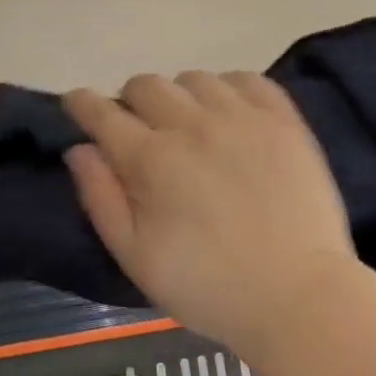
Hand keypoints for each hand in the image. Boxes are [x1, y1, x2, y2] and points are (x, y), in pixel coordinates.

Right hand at [64, 71, 360, 357]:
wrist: (298, 296)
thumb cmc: (208, 286)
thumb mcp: (136, 257)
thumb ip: (100, 198)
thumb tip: (80, 149)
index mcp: (151, 158)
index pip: (102, 112)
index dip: (82, 103)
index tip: (76, 103)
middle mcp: (192, 124)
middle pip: (146, 85)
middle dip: (130, 102)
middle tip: (139, 130)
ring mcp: (242, 117)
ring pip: (194, 79)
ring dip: (179, 97)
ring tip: (189, 125)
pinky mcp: (283, 120)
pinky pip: (246, 79)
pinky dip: (228, 89)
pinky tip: (230, 115)